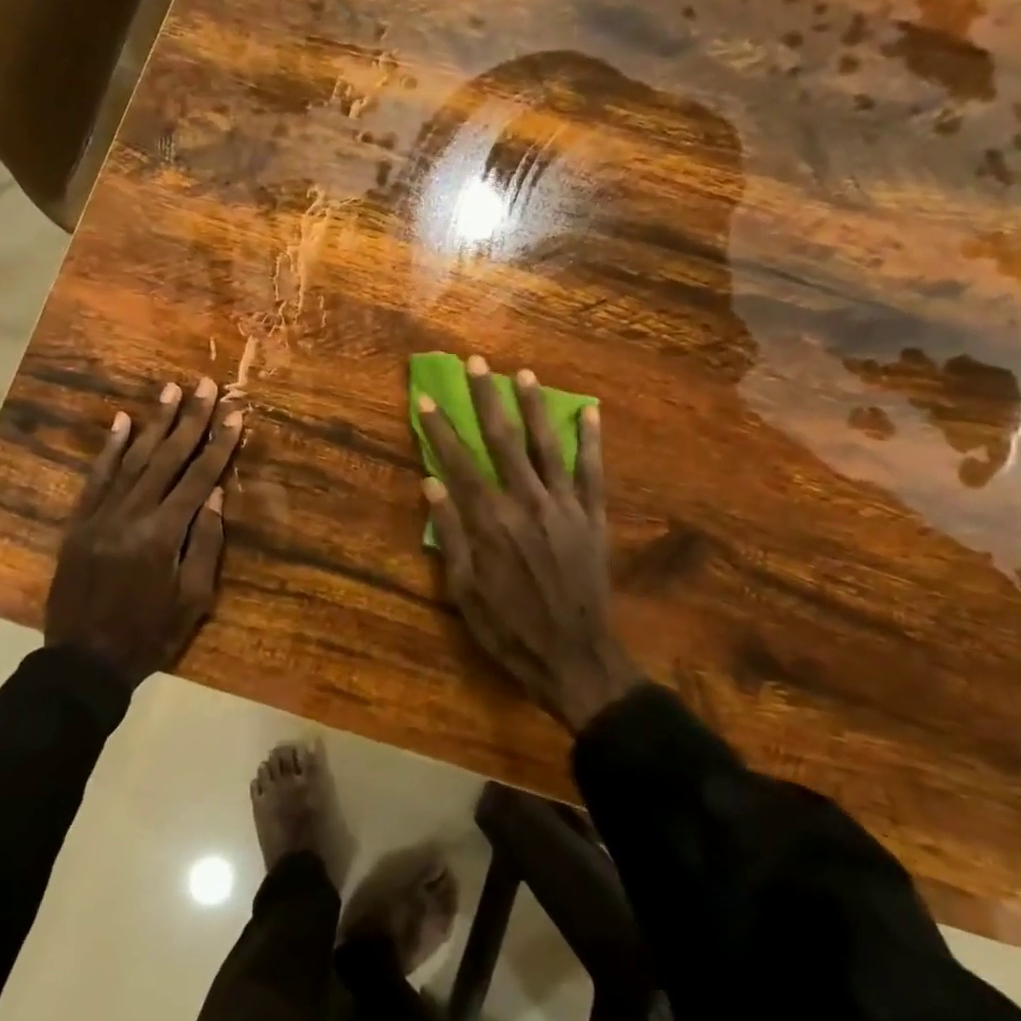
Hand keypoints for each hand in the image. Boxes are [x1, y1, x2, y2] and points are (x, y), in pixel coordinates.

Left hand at [45, 377, 242, 684]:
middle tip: (204, 384)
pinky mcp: (79, 521)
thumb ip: (207, 544)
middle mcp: (132, 514)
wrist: (83, 660)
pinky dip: (110, 448)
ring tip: (170, 389)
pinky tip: (122, 421)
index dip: (220, 444)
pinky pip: (96, 477)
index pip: (199, 478)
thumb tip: (217, 495)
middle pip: (167, 457)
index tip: (235, 413)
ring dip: (154, 423)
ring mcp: (100, 515)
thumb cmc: (150, 635)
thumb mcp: (194, 600)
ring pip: (133, 459)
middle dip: (190, 419)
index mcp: (165, 535)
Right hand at [418, 357, 639, 730]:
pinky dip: (591, 440)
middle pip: (503, 440)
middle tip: (477, 363)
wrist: (576, 657)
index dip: (441, 429)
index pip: (459, 463)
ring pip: (547, 445)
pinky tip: (589, 412)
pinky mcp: (593, 518)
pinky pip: (592, 471)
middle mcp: (528, 503)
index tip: (427, 399)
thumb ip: (451, 533)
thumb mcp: (464, 591)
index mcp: (491, 522)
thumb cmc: (509, 629)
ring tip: (524, 375)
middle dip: (487, 398)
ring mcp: (565, 507)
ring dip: (535, 407)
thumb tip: (431, 483)